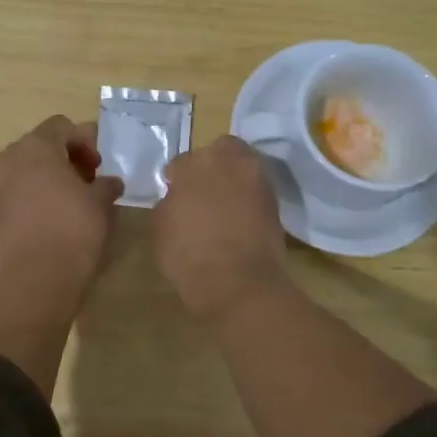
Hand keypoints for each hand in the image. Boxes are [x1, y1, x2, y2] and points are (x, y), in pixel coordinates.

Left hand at [0, 116, 123, 290]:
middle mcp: (6, 158)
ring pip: (23, 171)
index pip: (61, 126)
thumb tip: (109, 183)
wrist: (35, 280)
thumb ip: (106, 184)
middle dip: (64, 160)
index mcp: (34, 146)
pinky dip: (30, 198)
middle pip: (39, 147)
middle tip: (86, 183)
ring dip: (45, 179)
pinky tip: (49, 220)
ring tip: (68, 203)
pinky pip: (12, 194)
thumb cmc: (73, 230)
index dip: (84, 141)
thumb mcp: (101, 203)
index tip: (98, 166)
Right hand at [153, 136, 290, 319]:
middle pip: (219, 151)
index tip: (174, 196)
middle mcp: (230, 161)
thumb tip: (178, 198)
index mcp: (196, 163)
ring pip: (242, 167)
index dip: (176, 180)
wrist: (240, 285)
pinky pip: (255, 191)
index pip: (181, 163)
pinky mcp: (276, 202)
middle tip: (201, 191)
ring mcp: (258, 180)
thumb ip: (169, 203)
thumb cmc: (190, 255)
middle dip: (210, 165)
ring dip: (232, 179)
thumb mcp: (160, 228)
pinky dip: (246, 199)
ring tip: (221, 206)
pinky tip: (236, 218)